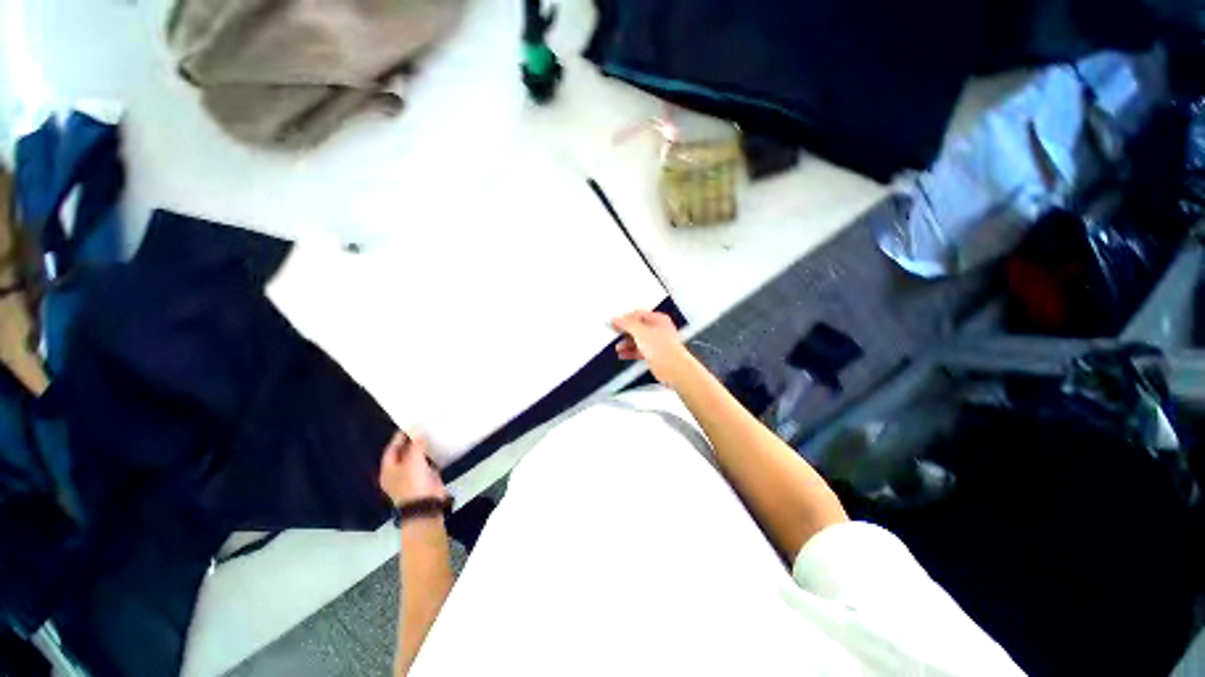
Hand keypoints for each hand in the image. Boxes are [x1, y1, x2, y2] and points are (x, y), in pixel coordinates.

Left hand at [379, 432, 448, 505]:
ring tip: (432, 434)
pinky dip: (432, 456)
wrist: (426, 505)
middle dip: (412, 442)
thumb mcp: (413, 461)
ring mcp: (412, 477)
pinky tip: (439, 447)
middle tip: (422, 428)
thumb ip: (416, 445)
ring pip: (417, 459)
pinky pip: (428, 464)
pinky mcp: (425, 479)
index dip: (399, 438)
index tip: (410, 425)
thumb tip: (418, 431)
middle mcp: (398, 473)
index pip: (391, 450)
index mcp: (388, 470)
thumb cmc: (413, 483)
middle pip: (403, 454)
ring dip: (423, 448)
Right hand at [611, 310, 692, 387]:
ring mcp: (657, 343)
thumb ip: (627, 324)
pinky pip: (640, 351)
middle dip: (625, 331)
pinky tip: (623, 354)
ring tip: (618, 347)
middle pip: (638, 327)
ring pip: (638, 340)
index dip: (626, 317)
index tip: (615, 322)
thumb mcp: (640, 332)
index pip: (638, 314)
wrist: (673, 368)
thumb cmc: (664, 348)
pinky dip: (631, 352)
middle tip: (615, 332)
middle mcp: (659, 330)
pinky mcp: (655, 355)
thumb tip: (617, 318)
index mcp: (659, 319)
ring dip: (627, 343)